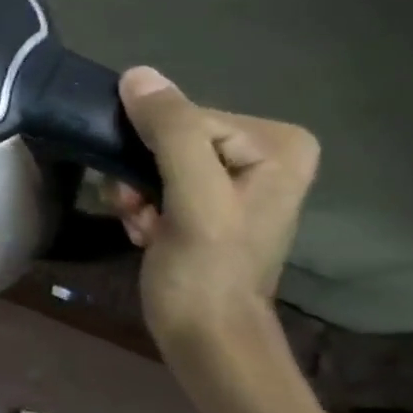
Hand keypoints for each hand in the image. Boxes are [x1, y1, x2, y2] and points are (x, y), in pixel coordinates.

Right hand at [111, 67, 319, 348]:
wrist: (205, 338)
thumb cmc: (206, 272)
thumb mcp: (193, 198)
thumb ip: (173, 132)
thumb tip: (137, 74)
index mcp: (277, 143)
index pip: (185, 117)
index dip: (151, 152)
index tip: (145, 197)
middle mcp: (264, 152)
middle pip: (169, 137)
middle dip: (141, 175)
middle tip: (141, 213)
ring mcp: (236, 177)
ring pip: (154, 160)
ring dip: (135, 194)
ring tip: (145, 228)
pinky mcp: (209, 200)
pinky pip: (157, 180)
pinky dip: (141, 206)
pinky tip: (147, 233)